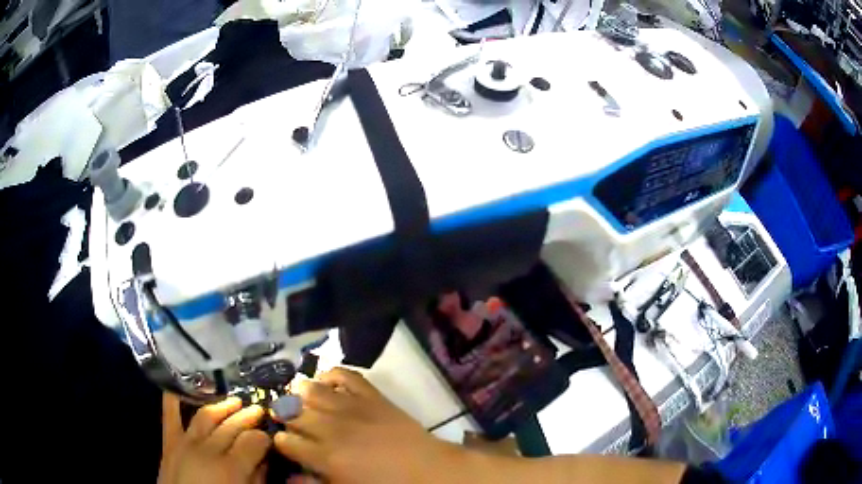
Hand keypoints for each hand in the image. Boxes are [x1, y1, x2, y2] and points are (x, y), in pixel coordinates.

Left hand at [158, 393, 271, 483]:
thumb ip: (257, 479)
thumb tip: (264, 460)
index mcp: (230, 468)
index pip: (254, 440)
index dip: (265, 436)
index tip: (271, 435)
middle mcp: (208, 449)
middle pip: (232, 425)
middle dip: (249, 416)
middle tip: (260, 410)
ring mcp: (185, 442)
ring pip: (206, 415)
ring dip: (223, 406)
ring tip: (236, 400)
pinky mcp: (169, 441)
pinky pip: (170, 414)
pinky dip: (173, 397)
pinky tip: (179, 385)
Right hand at [273, 368, 464, 483]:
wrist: (428, 470)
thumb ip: (315, 483)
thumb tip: (290, 477)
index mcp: (325, 457)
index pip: (286, 441)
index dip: (280, 441)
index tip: (283, 442)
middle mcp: (332, 428)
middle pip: (293, 413)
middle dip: (285, 415)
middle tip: (286, 419)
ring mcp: (352, 408)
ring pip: (312, 390)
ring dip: (301, 393)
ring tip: (299, 398)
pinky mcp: (372, 395)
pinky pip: (346, 375)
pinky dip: (332, 374)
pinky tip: (326, 381)